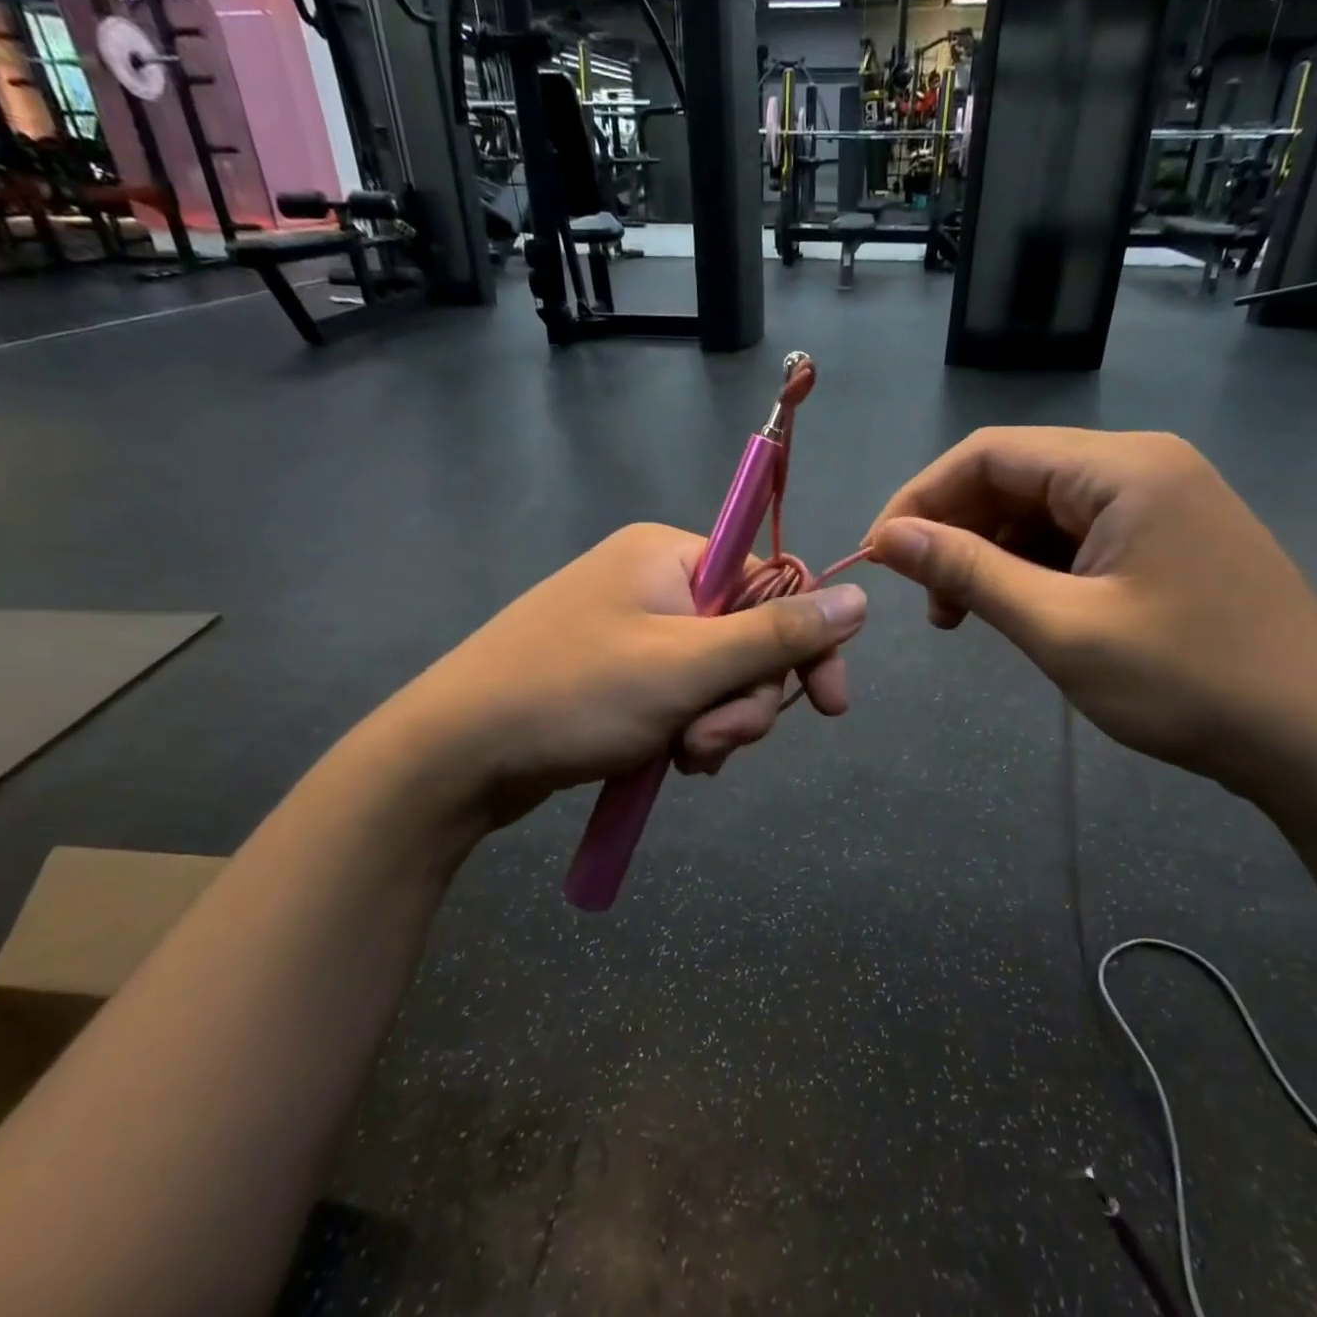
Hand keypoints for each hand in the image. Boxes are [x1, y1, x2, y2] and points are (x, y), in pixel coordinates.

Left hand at [378, 523, 866, 825]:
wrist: (456, 755)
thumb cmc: (573, 695)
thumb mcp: (686, 666)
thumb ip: (777, 634)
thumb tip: (861, 598)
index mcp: (670, 556)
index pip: (772, 585)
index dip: (806, 645)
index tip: (829, 706)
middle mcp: (654, 583)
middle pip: (746, 639)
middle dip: (743, 700)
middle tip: (712, 742)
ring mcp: (633, 631)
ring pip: (717, 678)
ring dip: (717, 724)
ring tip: (684, 758)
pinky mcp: (618, 676)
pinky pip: (683, 698)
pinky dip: (688, 731)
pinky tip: (670, 761)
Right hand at [866, 428, 1316, 798]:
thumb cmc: (1188, 682)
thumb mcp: (1062, 628)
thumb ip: (969, 572)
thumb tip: (888, 537)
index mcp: (1122, 468)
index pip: (989, 454)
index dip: (921, 499)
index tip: (879, 556)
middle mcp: (1142, 465)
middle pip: (1015, 477)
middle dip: (956, 532)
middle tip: (930, 603)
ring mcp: (1159, 501)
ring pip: (1041, 510)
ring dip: (990, 555)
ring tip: (965, 616)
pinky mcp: (1165, 539)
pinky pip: (1075, 537)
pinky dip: (1031, 569)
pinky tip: (1020, 611)